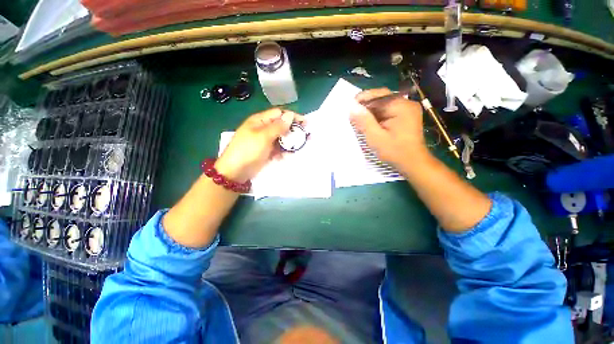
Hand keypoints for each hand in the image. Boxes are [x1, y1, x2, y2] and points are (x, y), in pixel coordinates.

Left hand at [215, 108, 300, 181]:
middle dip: (293, 130)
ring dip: (289, 142)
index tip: (305, 123)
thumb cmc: (248, 150)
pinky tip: (285, 156)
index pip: (279, 114)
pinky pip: (278, 148)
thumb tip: (290, 115)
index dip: (292, 117)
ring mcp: (265, 140)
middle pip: (281, 125)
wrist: (236, 171)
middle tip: (305, 137)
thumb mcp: (263, 137)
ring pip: (281, 138)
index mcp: (260, 120)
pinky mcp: (266, 151)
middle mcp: (263, 128)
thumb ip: (278, 126)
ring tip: (297, 148)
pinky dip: (283, 151)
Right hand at [350, 88, 427, 167]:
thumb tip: (352, 107)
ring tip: (359, 120)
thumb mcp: (375, 137)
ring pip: (384, 105)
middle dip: (366, 105)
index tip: (350, 107)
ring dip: (371, 111)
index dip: (363, 99)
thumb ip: (364, 121)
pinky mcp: (405, 116)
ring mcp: (407, 110)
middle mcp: (406, 103)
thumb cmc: (394, 151)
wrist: (413, 163)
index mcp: (401, 106)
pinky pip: (388, 111)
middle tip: (353, 114)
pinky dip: (377, 116)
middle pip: (382, 98)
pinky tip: (370, 123)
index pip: (379, 95)